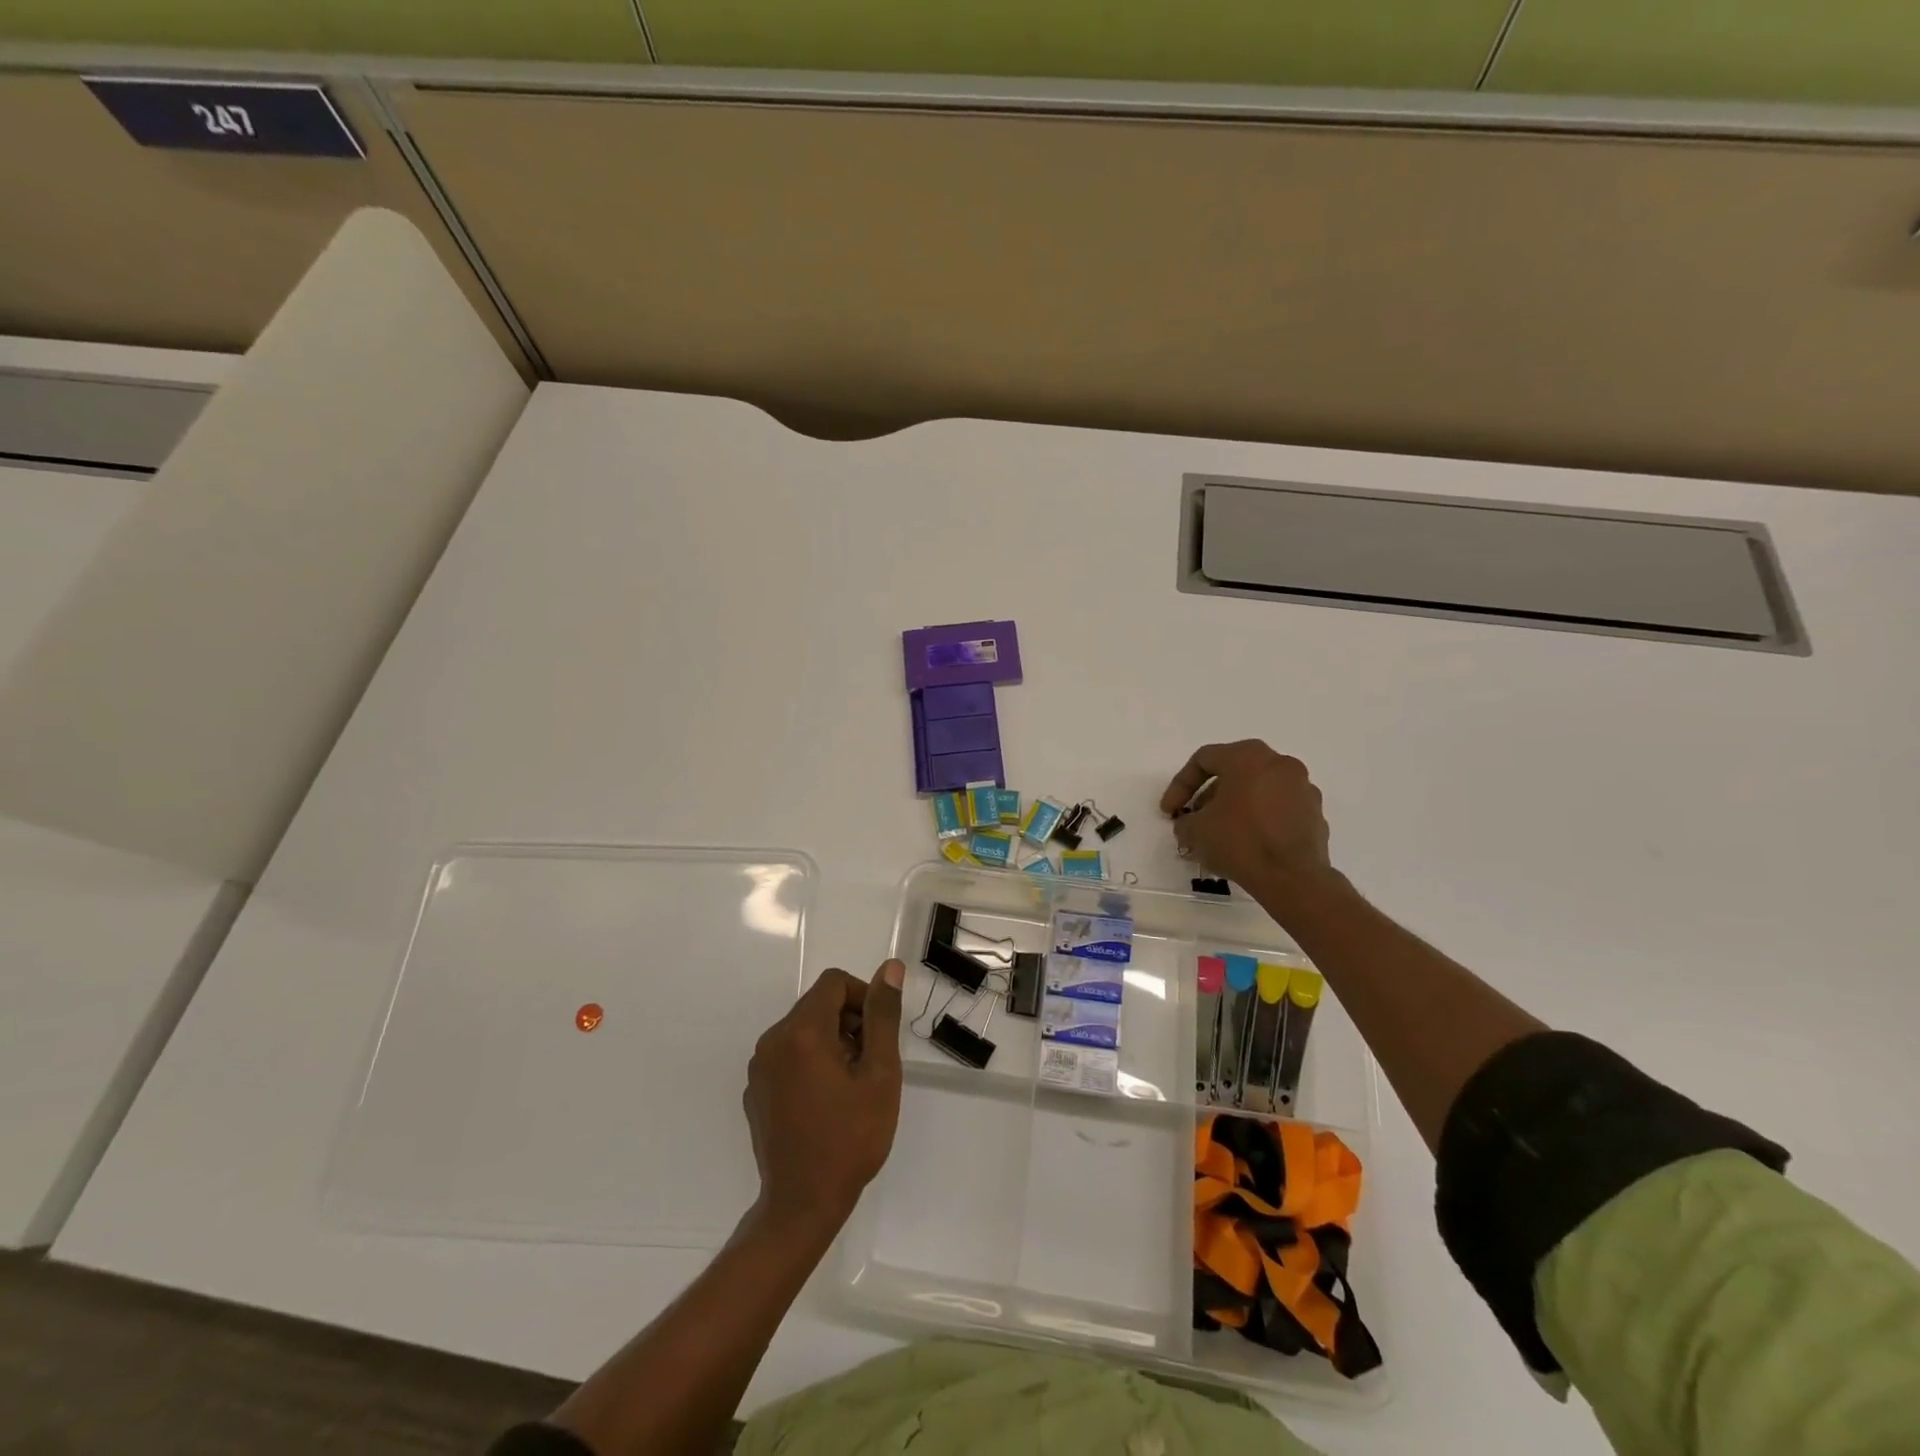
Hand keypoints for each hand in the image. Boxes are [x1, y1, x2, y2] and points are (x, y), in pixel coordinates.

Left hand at [743, 960, 903, 1238]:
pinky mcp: (755, 1091)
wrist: (802, 1205)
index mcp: (801, 1031)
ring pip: (803, 1029)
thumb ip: (883, 1016)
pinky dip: (810, 1063)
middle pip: (817, 1004)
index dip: (864, 998)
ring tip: (850, 1086)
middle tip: (870, 1065)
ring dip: (832, 1042)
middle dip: (849, 1022)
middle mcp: (772, 1040)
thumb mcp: (880, 1075)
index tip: (879, 1036)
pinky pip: (788, 1056)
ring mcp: (759, 1068)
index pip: (835, 983)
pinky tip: (826, 1102)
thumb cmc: (850, 1138)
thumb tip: (890, 968)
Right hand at [1160, 741, 1339, 910]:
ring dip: (1234, 808)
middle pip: (1233, 772)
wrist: (1293, 878)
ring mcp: (1302, 788)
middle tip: (1194, 820)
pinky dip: (1259, 820)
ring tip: (1219, 836)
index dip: (1180, 785)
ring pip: (1258, 790)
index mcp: (1248, 757)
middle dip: (1208, 797)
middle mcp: (1279, 763)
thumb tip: (1189, 824)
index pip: (1204, 760)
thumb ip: (1185, 821)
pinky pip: (1278, 809)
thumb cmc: (1240, 842)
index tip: (1169, 811)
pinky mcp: (1315, 814)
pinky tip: (1247, 845)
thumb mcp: (1196, 830)